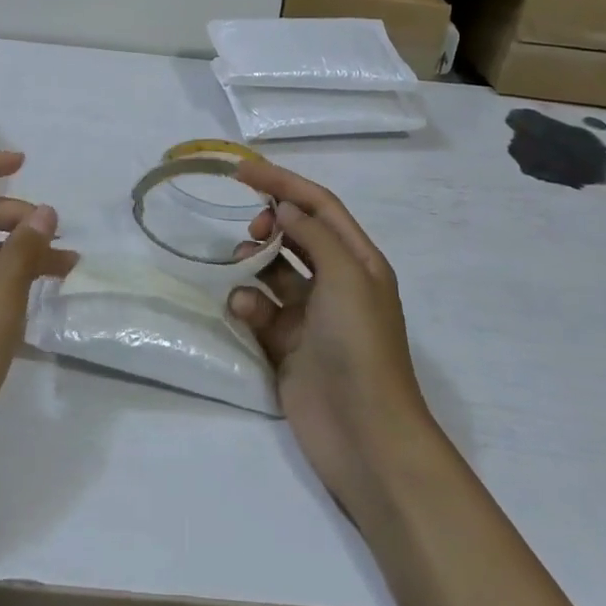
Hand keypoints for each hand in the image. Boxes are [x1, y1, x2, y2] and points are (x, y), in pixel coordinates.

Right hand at [229, 159, 439, 519]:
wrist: (364, 435)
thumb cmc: (360, 345)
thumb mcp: (346, 276)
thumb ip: (313, 234)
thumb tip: (284, 208)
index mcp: (358, 261)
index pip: (318, 206)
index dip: (283, 182)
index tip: (242, 171)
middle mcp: (335, 282)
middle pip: (295, 234)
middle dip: (268, 224)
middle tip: (250, 231)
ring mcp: (309, 315)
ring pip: (271, 271)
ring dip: (253, 264)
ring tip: (240, 270)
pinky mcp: (286, 345)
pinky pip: (259, 309)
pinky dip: (247, 303)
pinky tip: (243, 312)